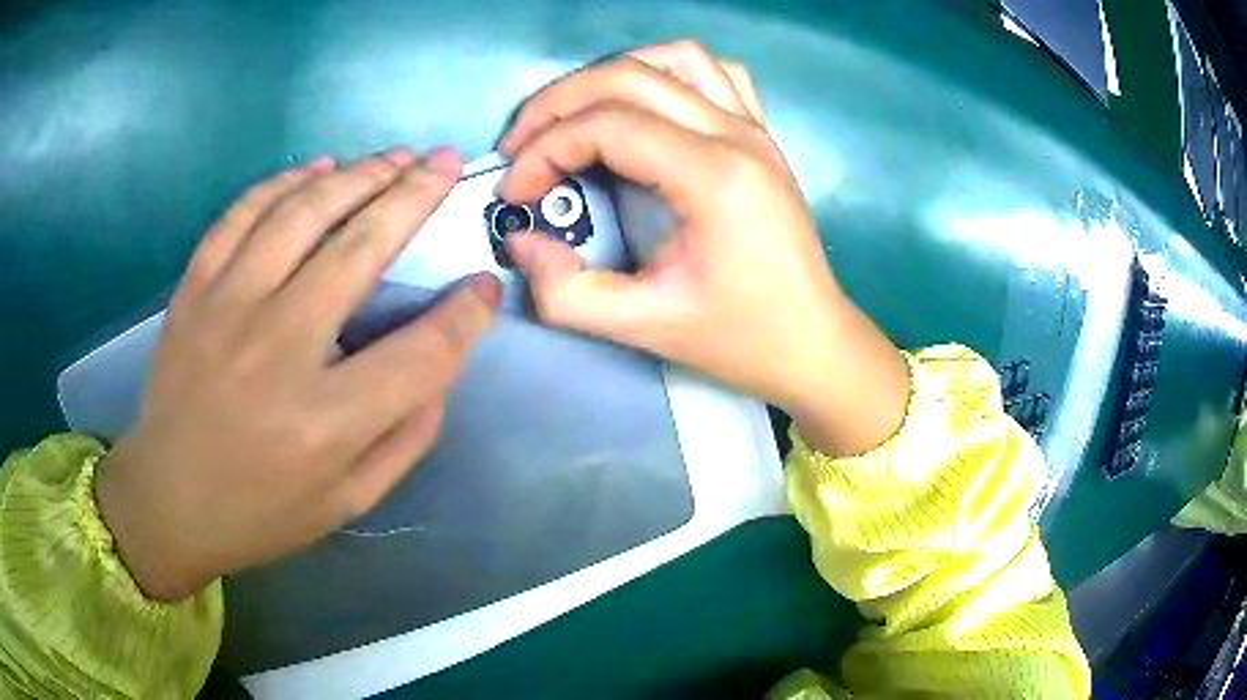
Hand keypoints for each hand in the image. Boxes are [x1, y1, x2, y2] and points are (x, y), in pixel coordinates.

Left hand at [96, 149, 499, 600]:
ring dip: (358, 174)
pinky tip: (318, 169)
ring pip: (302, 213)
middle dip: (415, 196)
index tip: (484, 288)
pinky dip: (285, 182)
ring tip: (395, 157)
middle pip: (360, 248)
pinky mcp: (194, 290)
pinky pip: (242, 214)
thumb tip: (439, 366)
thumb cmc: (261, 511)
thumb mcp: (350, 500)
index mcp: (325, 422)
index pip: (421, 352)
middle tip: (445, 163)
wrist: (168, 500)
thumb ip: (406, 436)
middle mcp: (277, 349)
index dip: (465, 315)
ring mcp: (227, 308)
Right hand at [497, 40, 909, 455]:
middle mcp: (736, 134)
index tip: (515, 194)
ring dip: (610, 76)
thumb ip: (567, 293)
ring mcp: (754, 128)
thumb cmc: (740, 339)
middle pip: (627, 77)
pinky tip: (647, 107)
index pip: (605, 126)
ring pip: (672, 59)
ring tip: (574, 118)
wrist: (813, 342)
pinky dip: (668, 74)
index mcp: (713, 176)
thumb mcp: (646, 327)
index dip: (542, 152)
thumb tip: (520, 242)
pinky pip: (714, 73)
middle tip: (520, 147)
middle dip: (557, 104)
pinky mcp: (761, 135)